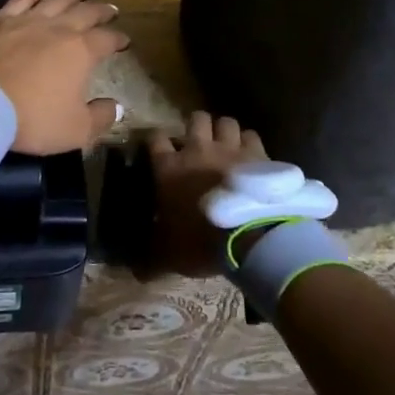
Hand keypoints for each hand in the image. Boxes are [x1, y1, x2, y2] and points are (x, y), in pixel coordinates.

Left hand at [0, 0, 128, 155]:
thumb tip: (116, 106)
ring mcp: (27, 20)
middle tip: (111, 9)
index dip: (118, 39)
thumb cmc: (33, 118)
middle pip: (85, 12)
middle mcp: (58, 28)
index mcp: (81, 51)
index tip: (125, 41)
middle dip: (101, 11)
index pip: (106, 39)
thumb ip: (100, 117)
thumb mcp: (75, 130)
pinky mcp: (0, 20)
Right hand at [144, 111, 266, 276]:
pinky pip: (251, 135)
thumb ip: (152, 259)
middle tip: (198, 142)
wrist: (251, 235)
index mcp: (169, 167)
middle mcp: (197, 149)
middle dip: (196, 126)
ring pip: (225, 122)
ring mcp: (229, 148)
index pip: (155, 138)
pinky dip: (249, 143)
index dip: (156, 140)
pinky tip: (251, 156)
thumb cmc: (201, 241)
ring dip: (224, 131)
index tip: (158, 148)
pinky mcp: (258, 153)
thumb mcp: (170, 255)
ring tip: (226, 144)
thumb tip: (137, 274)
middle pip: (195, 119)